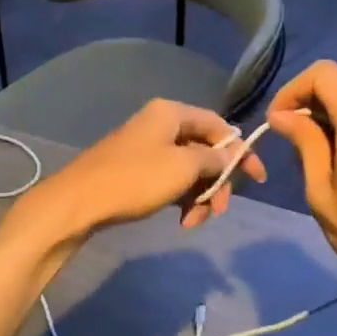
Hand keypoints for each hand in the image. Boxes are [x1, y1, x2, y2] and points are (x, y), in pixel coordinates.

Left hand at [16, 99, 265, 244]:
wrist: (78, 202)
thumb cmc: (135, 179)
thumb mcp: (183, 167)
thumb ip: (214, 158)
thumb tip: (233, 154)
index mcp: (172, 113)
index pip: (219, 126)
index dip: (241, 151)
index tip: (257, 180)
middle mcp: (160, 124)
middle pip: (204, 150)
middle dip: (216, 182)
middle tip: (217, 210)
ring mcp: (146, 147)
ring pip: (188, 169)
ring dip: (199, 196)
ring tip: (193, 222)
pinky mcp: (136, 170)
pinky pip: (170, 180)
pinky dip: (180, 198)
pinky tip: (181, 220)